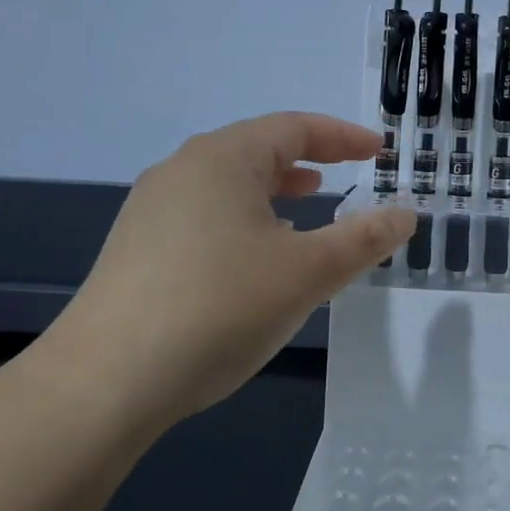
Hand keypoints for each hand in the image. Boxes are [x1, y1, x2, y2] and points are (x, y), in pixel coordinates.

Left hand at [56, 113, 415, 423]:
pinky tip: (252, 258)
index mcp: (224, 158)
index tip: (378, 151)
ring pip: (228, 184)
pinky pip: (203, 214)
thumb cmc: (219, 307)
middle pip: (257, 149)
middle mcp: (182, 169)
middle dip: (307, 160)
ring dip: (273, 192)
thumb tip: (406, 214)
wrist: (103, 382)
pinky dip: (242, 219)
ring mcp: (151, 208)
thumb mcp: (307, 272)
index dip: (342, 137)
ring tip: (304, 213)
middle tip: (346, 175)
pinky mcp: (135, 247)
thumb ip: (363, 239)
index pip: (294, 127)